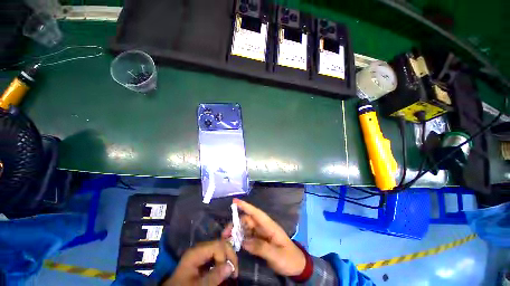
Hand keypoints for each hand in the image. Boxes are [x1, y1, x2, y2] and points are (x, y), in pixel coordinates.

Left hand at [163, 240, 237, 285]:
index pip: (218, 246)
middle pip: (220, 244)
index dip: (226, 257)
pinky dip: (222, 259)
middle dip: (229, 255)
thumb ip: (214, 276)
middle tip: (235, 270)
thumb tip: (231, 267)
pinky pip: (215, 254)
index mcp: (197, 252)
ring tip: (232, 269)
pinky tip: (224, 267)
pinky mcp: (201, 258)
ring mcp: (201, 253)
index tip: (230, 272)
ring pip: (219, 248)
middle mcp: (200, 249)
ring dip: (227, 257)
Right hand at [229, 199, 305, 276]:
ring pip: (246, 228)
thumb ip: (261, 248)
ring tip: (227, 239)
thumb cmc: (289, 258)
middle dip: (236, 223)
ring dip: (237, 231)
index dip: (245, 206)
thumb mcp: (276, 255)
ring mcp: (261, 234)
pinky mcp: (259, 241)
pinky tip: (234, 243)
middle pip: (248, 220)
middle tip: (225, 234)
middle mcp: (264, 227)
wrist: (297, 266)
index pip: (256, 213)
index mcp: (269, 226)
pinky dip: (240, 239)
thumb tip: (244, 242)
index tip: (234, 201)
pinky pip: (248, 237)